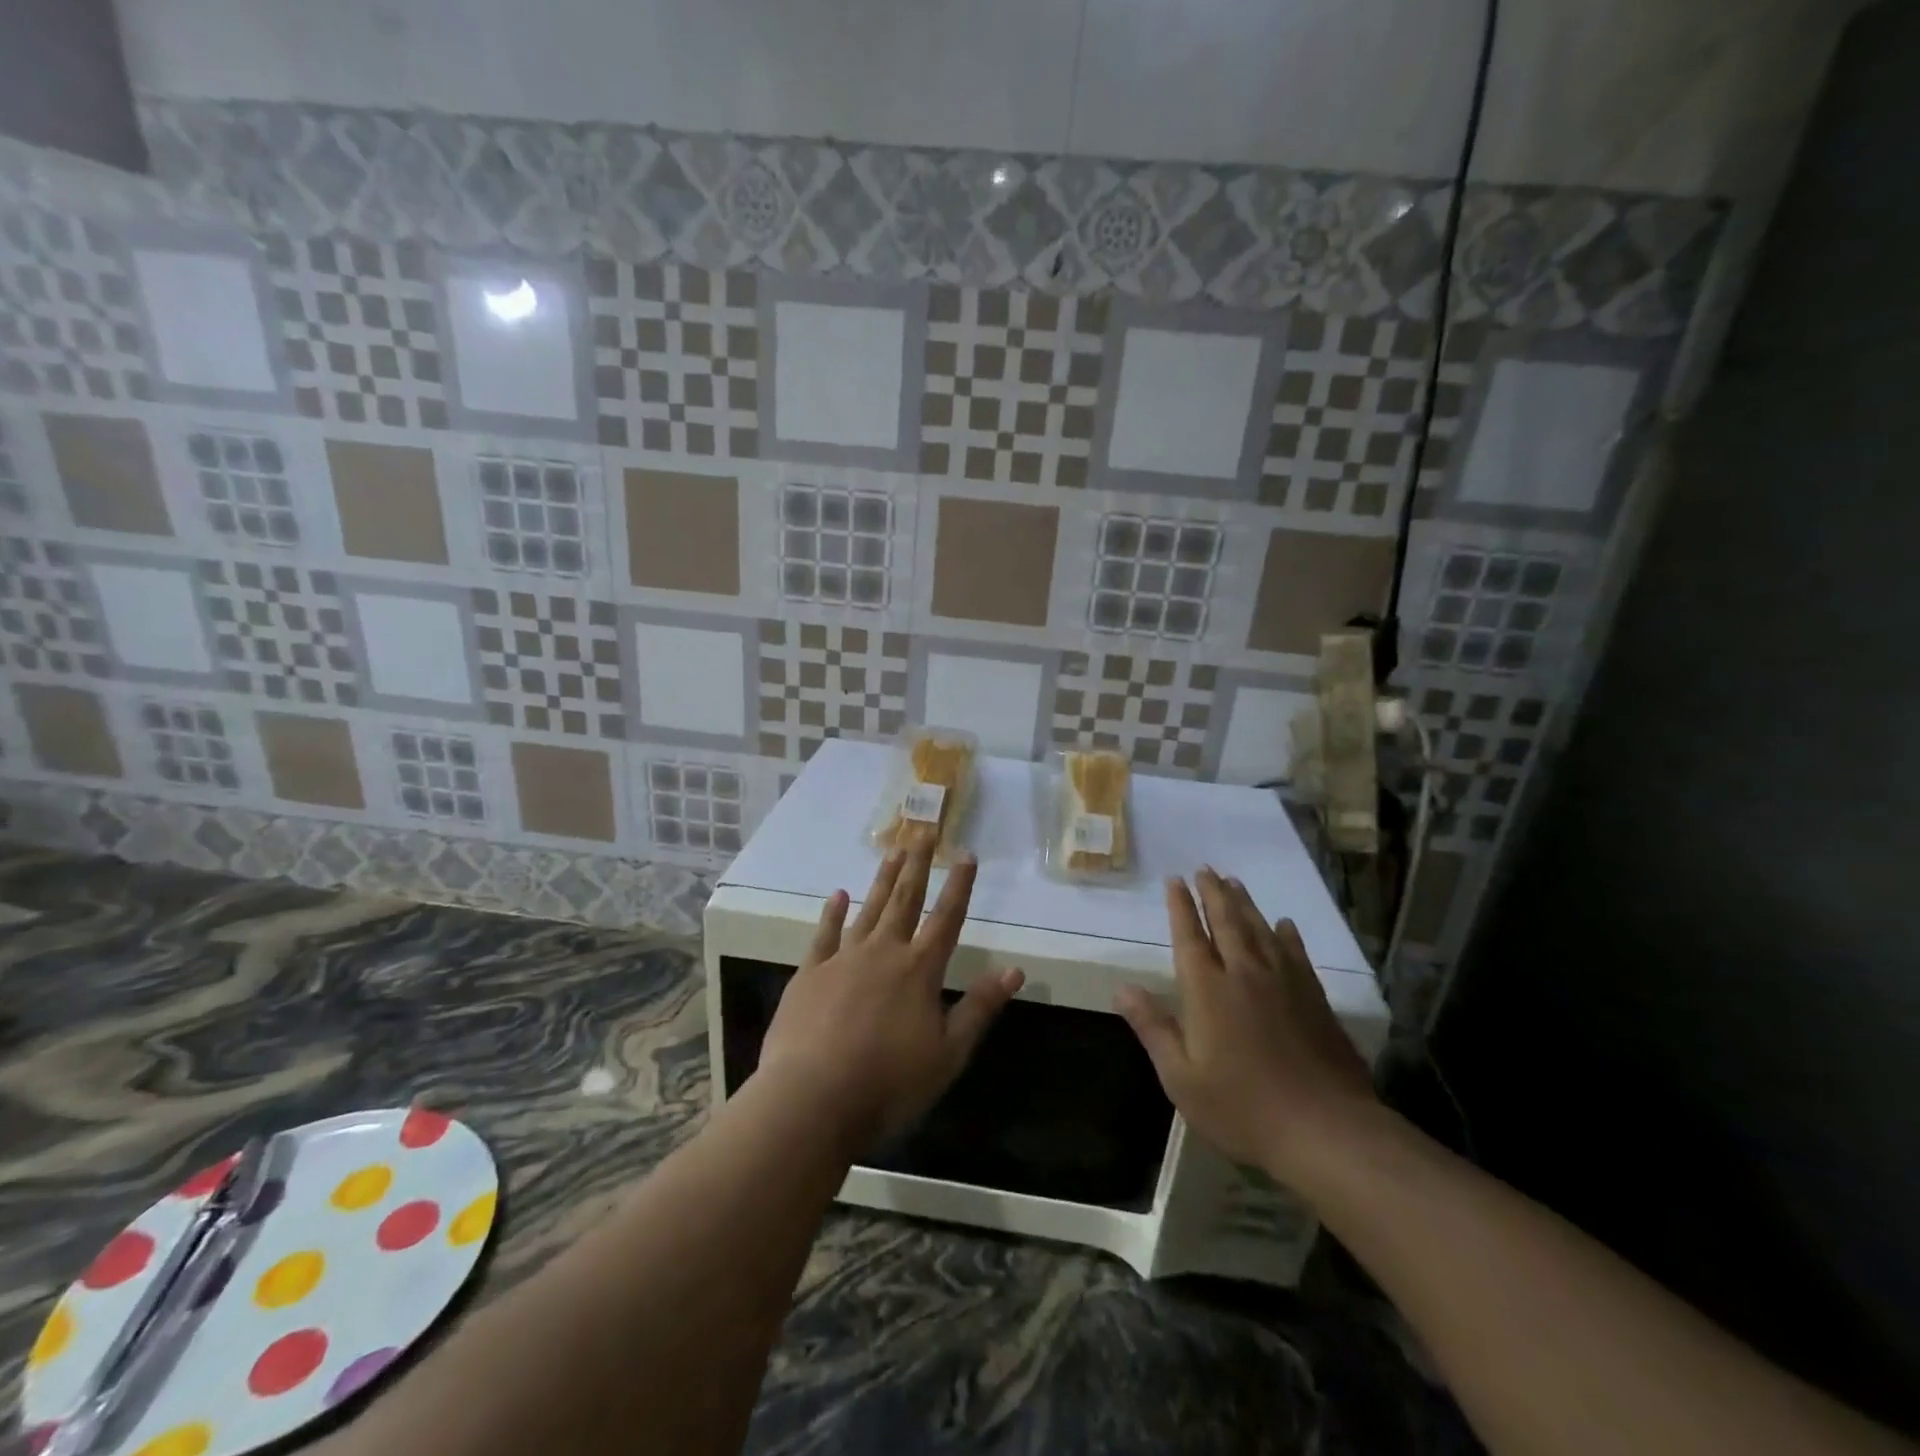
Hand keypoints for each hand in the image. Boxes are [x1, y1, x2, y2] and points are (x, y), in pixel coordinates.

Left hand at [757, 846, 1024, 1149]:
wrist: (812, 1099)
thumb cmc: (889, 1083)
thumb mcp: (948, 1053)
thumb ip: (980, 1008)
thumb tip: (1015, 970)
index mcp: (919, 970)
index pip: (947, 918)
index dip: (959, 886)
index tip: (966, 854)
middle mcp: (883, 952)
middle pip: (904, 900)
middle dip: (917, 866)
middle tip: (923, 833)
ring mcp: (843, 959)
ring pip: (868, 909)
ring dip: (882, 880)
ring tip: (892, 851)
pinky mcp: (810, 973)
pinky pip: (824, 934)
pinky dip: (832, 913)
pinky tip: (838, 895)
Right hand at [1116, 867, 1376, 1185]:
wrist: (1326, 1130)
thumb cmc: (1242, 1108)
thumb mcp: (1181, 1078)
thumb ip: (1153, 1028)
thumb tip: (1122, 988)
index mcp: (1208, 990)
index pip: (1190, 936)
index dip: (1180, 906)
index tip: (1175, 880)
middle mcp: (1244, 974)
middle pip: (1226, 922)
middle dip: (1212, 893)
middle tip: (1205, 868)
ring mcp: (1284, 983)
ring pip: (1260, 930)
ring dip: (1244, 903)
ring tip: (1234, 882)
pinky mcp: (1314, 997)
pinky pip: (1296, 953)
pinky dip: (1286, 934)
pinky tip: (1284, 924)